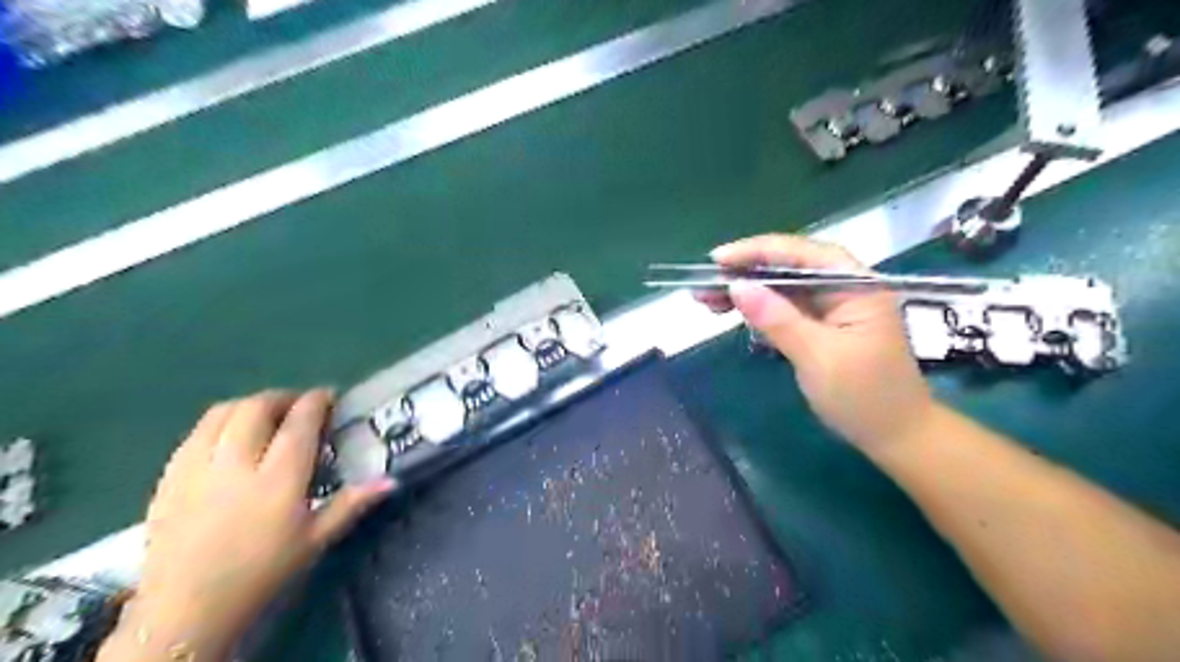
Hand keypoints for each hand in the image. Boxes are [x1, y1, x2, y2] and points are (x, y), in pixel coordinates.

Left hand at [98, 390, 390, 657]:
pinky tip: (230, 437)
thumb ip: (352, 503)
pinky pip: (196, 432)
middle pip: (259, 407)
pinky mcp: (169, 476)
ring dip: (251, 405)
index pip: (300, 422)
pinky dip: (220, 422)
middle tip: (299, 407)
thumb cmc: (262, 572)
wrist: (186, 610)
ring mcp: (197, 467)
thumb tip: (391, 480)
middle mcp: (237, 463)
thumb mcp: (316, 539)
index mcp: (278, 478)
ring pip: (223, 412)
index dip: (317, 401)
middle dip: (284, 398)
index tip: (329, 396)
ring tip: (266, 416)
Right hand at [692, 235, 935, 447]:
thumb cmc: (864, 396)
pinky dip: (759, 310)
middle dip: (745, 273)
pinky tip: (732, 312)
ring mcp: (833, 308)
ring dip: (747, 292)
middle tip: (704, 285)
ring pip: (783, 288)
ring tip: (707, 299)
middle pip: (788, 268)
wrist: (896, 437)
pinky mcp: (822, 326)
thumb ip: (777, 319)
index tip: (717, 259)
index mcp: (855, 285)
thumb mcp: (818, 357)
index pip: (802, 253)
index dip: (757, 251)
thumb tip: (737, 286)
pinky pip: (785, 309)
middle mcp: (844, 288)